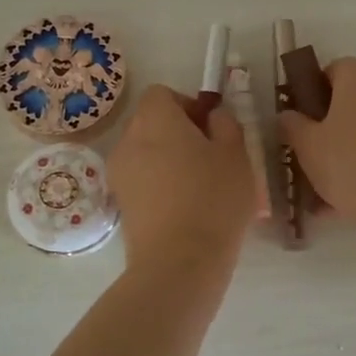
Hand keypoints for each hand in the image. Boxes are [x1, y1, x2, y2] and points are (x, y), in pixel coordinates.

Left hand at [108, 85, 253, 272]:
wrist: (179, 262)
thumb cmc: (213, 198)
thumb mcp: (236, 154)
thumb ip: (225, 124)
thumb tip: (212, 116)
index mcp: (155, 119)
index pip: (161, 94)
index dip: (187, 104)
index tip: (210, 128)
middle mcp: (128, 140)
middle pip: (150, 123)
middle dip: (178, 132)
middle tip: (211, 157)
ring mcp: (120, 174)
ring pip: (146, 153)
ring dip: (169, 160)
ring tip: (200, 186)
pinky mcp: (121, 205)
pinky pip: (142, 181)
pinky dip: (160, 185)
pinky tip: (186, 208)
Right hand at [277, 57, 355, 240]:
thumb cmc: (351, 162)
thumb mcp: (306, 145)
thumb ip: (291, 125)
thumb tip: (288, 116)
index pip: (330, 72)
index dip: (310, 97)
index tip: (298, 127)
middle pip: (352, 101)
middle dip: (330, 128)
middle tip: (309, 158)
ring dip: (348, 152)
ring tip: (326, 191)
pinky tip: (349, 200)